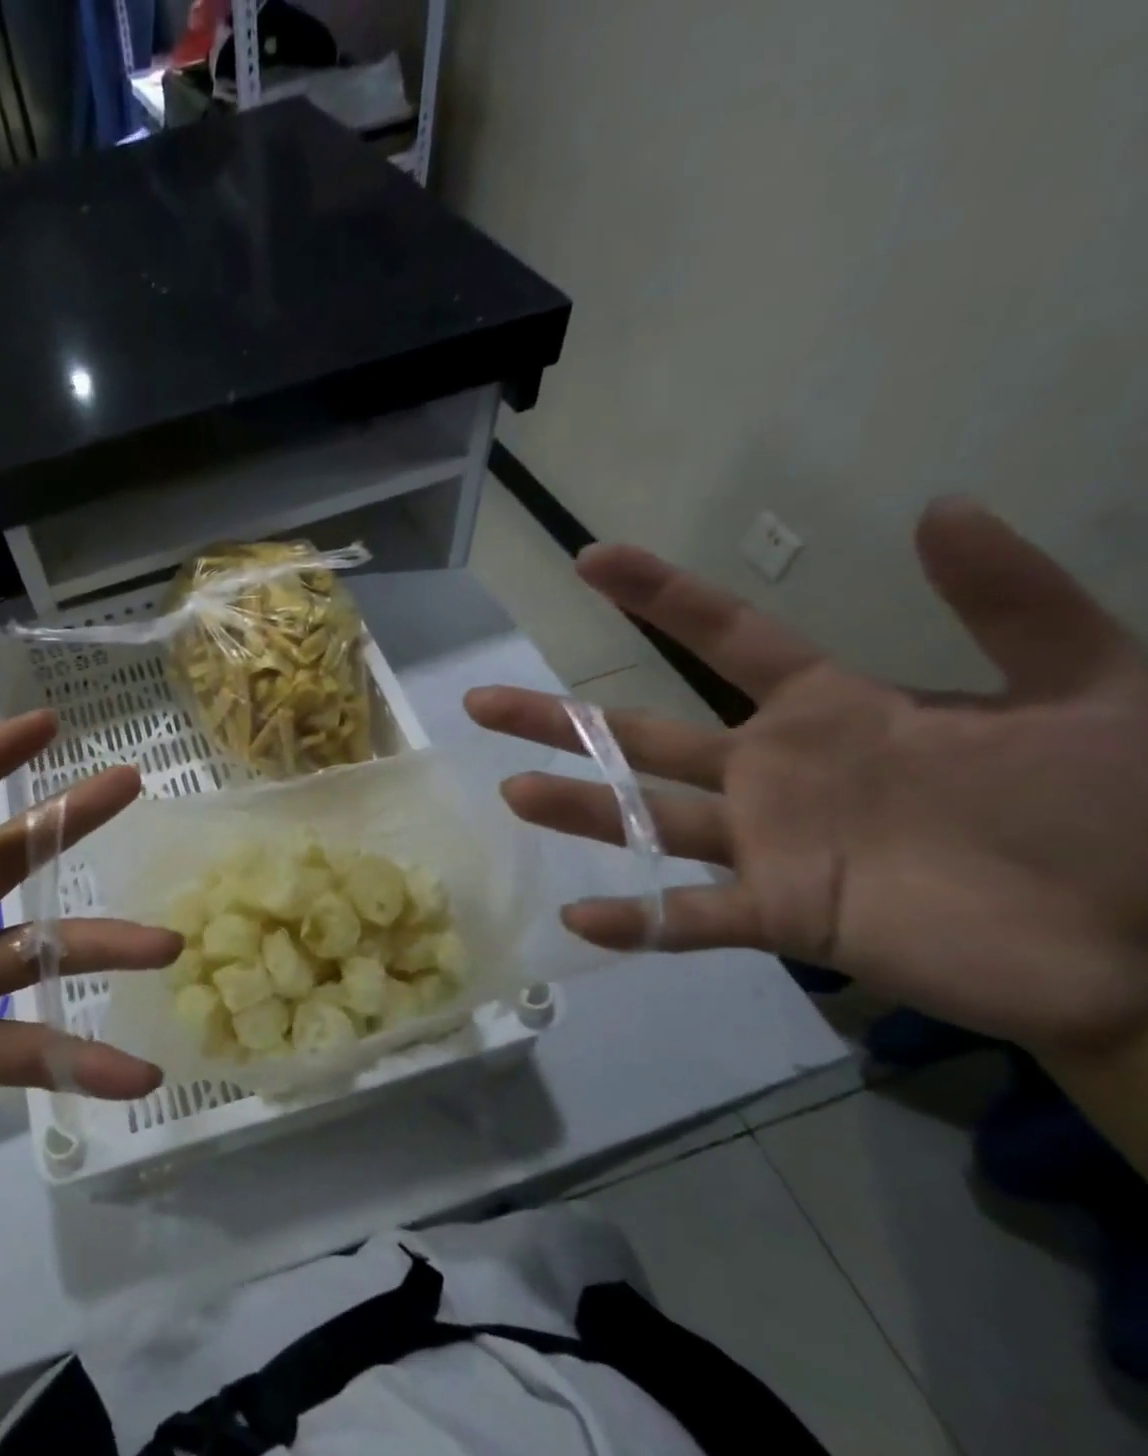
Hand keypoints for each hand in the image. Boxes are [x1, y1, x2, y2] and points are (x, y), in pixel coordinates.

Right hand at [465, 499, 1147, 1063]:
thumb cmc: (1121, 810)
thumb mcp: (1093, 684)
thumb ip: (1013, 601)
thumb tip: (941, 506)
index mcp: (829, 712)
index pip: (725, 639)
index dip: (659, 595)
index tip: (591, 560)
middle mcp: (773, 774)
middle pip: (642, 735)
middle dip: (560, 718)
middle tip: (483, 701)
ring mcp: (771, 846)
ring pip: (647, 819)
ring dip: (580, 808)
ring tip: (513, 792)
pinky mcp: (786, 915)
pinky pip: (693, 916)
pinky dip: (640, 920)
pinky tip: (582, 918)